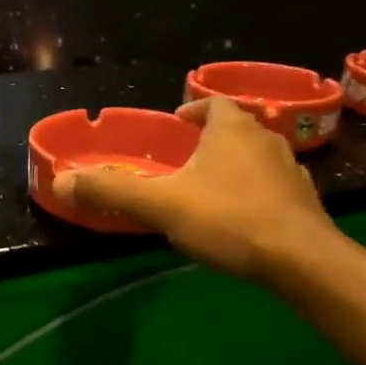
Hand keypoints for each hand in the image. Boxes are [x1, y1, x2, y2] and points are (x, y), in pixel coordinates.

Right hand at [51, 98, 340, 283]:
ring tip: (212, 186)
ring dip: (236, 164)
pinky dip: (256, 192)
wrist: (301, 260)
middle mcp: (265, 139)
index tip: (178, 121)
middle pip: (238, 128)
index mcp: (232, 130)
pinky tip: (243, 217)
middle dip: (213, 138)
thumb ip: (112, 191)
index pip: (214, 104)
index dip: (195, 109)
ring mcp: (290, 170)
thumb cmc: (228, 219)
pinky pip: (274, 187)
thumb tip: (61, 181)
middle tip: (188, 157)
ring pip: (258, 156)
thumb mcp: (161, 205)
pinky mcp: (304, 202)